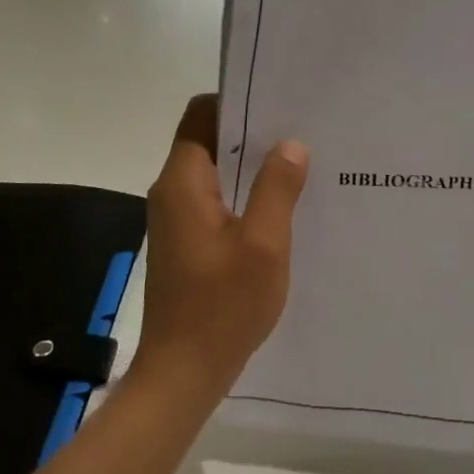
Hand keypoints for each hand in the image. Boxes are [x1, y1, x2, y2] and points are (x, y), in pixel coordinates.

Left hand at [134, 95, 309, 401]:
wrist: (182, 373)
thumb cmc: (222, 306)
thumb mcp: (263, 244)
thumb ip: (277, 188)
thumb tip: (290, 143)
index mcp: (184, 182)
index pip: (201, 115)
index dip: (237, 101)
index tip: (278, 102)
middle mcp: (173, 192)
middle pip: (209, 140)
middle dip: (252, 133)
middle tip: (301, 131)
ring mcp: (176, 218)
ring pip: (215, 173)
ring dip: (251, 167)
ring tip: (299, 164)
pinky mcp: (185, 242)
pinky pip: (215, 201)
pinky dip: (244, 195)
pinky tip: (280, 207)